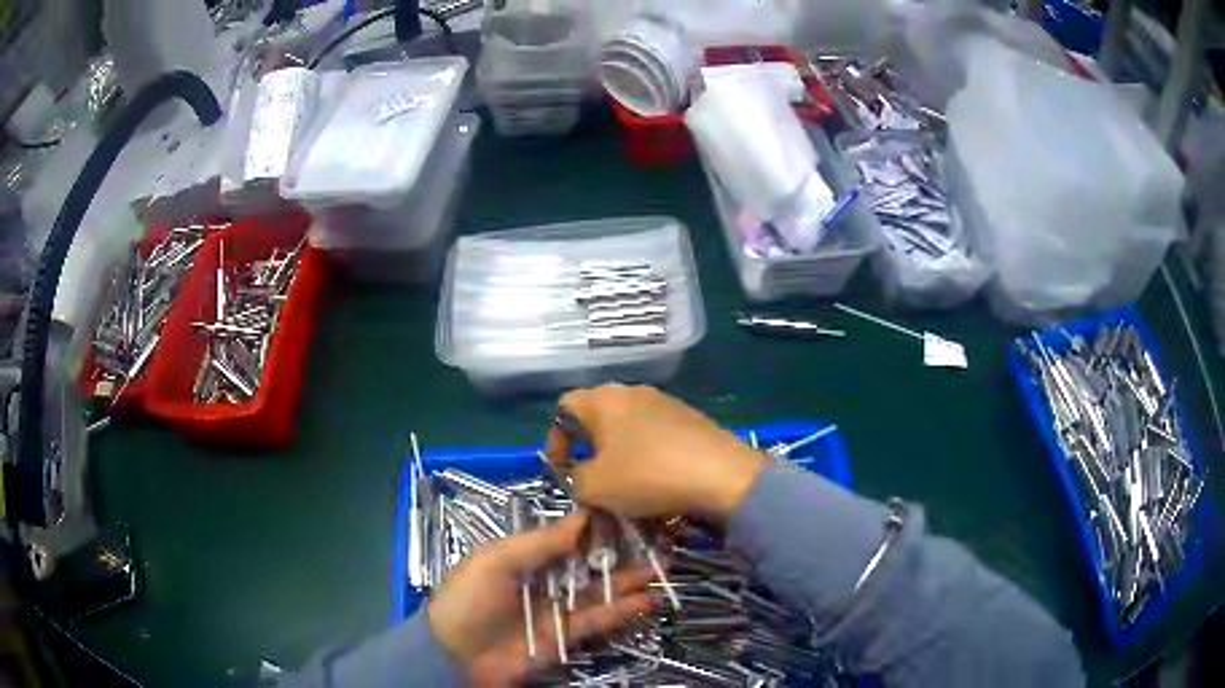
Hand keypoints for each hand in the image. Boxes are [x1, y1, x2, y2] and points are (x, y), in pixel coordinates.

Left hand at [427, 512, 655, 686]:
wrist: (457, 655)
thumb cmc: (468, 599)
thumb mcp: (494, 561)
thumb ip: (538, 543)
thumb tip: (580, 518)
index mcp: (523, 555)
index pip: (565, 535)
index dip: (595, 525)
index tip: (628, 510)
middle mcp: (544, 578)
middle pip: (588, 561)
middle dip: (621, 551)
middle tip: (658, 538)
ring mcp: (557, 607)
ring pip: (600, 589)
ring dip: (630, 579)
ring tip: (664, 565)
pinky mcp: (567, 634)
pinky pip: (600, 618)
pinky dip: (624, 609)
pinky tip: (649, 599)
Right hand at [547, 385, 768, 520]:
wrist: (721, 474)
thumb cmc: (647, 476)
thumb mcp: (595, 487)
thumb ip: (575, 479)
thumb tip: (580, 475)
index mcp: (603, 400)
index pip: (563, 408)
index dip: (555, 440)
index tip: (561, 470)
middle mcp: (632, 392)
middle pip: (598, 415)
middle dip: (588, 447)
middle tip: (591, 477)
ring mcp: (665, 402)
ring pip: (629, 425)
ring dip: (619, 451)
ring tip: (624, 481)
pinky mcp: (691, 417)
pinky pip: (656, 433)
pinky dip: (647, 453)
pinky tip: (657, 477)